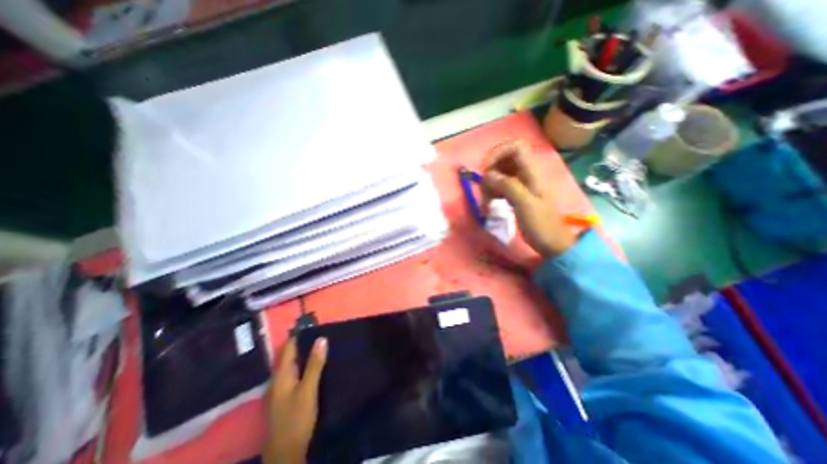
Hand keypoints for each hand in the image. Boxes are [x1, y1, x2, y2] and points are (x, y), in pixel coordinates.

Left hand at [266, 336, 328, 463]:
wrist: (285, 453)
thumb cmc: (297, 418)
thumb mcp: (309, 389)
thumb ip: (315, 364)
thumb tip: (321, 339)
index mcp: (280, 375)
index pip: (287, 348)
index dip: (298, 335)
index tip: (311, 324)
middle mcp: (277, 380)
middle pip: (287, 356)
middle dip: (301, 344)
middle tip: (319, 333)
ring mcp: (279, 391)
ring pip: (290, 366)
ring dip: (302, 355)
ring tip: (319, 345)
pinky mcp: (284, 399)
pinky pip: (293, 375)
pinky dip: (302, 366)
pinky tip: (312, 367)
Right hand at [483, 140, 576, 259]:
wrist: (551, 243)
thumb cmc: (541, 224)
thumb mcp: (525, 204)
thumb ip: (507, 185)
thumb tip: (488, 175)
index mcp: (531, 172)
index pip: (515, 146)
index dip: (498, 152)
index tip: (486, 169)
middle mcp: (525, 174)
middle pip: (504, 159)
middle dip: (490, 171)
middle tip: (484, 188)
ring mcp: (520, 184)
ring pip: (500, 173)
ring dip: (489, 184)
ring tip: (487, 201)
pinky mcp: (516, 194)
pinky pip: (500, 186)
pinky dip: (492, 192)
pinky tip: (490, 204)